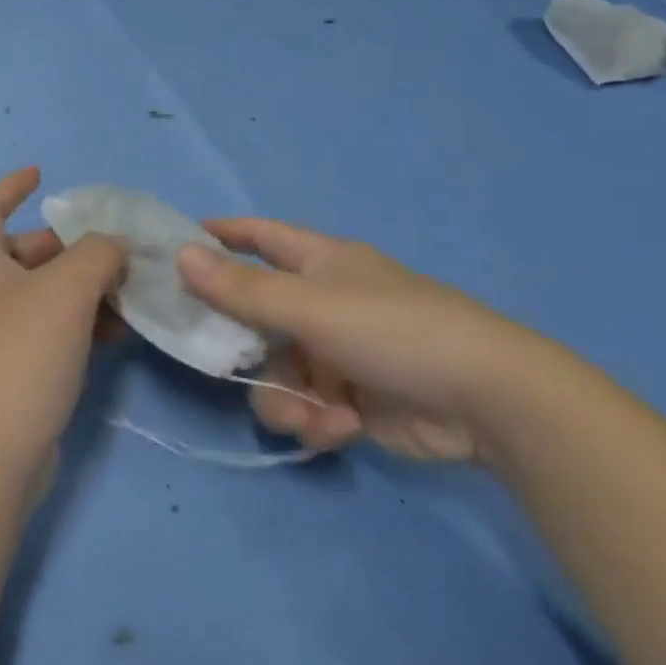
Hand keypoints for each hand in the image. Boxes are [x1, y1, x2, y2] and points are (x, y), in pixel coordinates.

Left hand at [0, 169, 126, 489]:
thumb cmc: (22, 354)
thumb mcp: (66, 290)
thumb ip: (97, 254)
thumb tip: (112, 247)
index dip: (9, 188)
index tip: (40, 173)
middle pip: (27, 254)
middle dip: (70, 247)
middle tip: (114, 250)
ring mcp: (0, 338)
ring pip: (47, 296)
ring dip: (87, 289)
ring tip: (129, 294)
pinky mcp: (19, 372)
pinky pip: (55, 331)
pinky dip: (84, 324)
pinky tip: (119, 333)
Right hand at [178, 218, 542, 462]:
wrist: (484, 399)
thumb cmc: (391, 328)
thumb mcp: (310, 306)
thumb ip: (242, 288)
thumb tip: (181, 254)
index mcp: (318, 262)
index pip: (261, 236)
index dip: (223, 235)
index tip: (180, 244)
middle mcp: (324, 301)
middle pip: (258, 317)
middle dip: (243, 347)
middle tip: (221, 364)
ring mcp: (338, 351)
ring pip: (279, 372)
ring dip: (284, 398)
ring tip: (308, 415)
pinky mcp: (353, 398)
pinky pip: (309, 406)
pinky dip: (316, 420)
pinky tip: (339, 429)